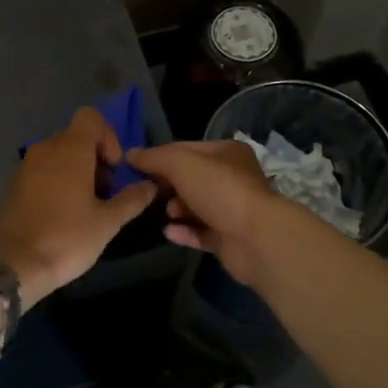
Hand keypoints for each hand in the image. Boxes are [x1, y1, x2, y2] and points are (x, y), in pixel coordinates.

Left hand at [0, 108, 157, 301]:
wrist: (11, 265)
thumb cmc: (66, 238)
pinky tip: (64, 214)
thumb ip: (131, 199)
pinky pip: (44, 171)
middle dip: (96, 159)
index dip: (108, 137)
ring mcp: (26, 166)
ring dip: (78, 172)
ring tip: (87, 207)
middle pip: (77, 138)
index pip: (91, 117)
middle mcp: (46, 149)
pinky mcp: (15, 185)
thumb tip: (150, 186)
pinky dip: (58, 182)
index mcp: (70, 149)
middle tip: (106, 194)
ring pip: (60, 155)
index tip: (114, 168)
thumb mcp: (107, 223)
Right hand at [124, 139, 294, 285]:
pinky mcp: (229, 238)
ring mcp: (232, 210)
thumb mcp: (181, 164)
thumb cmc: (219, 190)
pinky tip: (169, 232)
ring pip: (196, 206)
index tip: (136, 168)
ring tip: (167, 213)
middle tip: (149, 192)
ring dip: (177, 208)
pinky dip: (184, 231)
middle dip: (169, 184)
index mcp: (227, 153)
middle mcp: (233, 178)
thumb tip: (131, 155)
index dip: (161, 156)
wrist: (256, 238)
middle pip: (191, 178)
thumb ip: (154, 158)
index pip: (186, 149)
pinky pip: (201, 232)